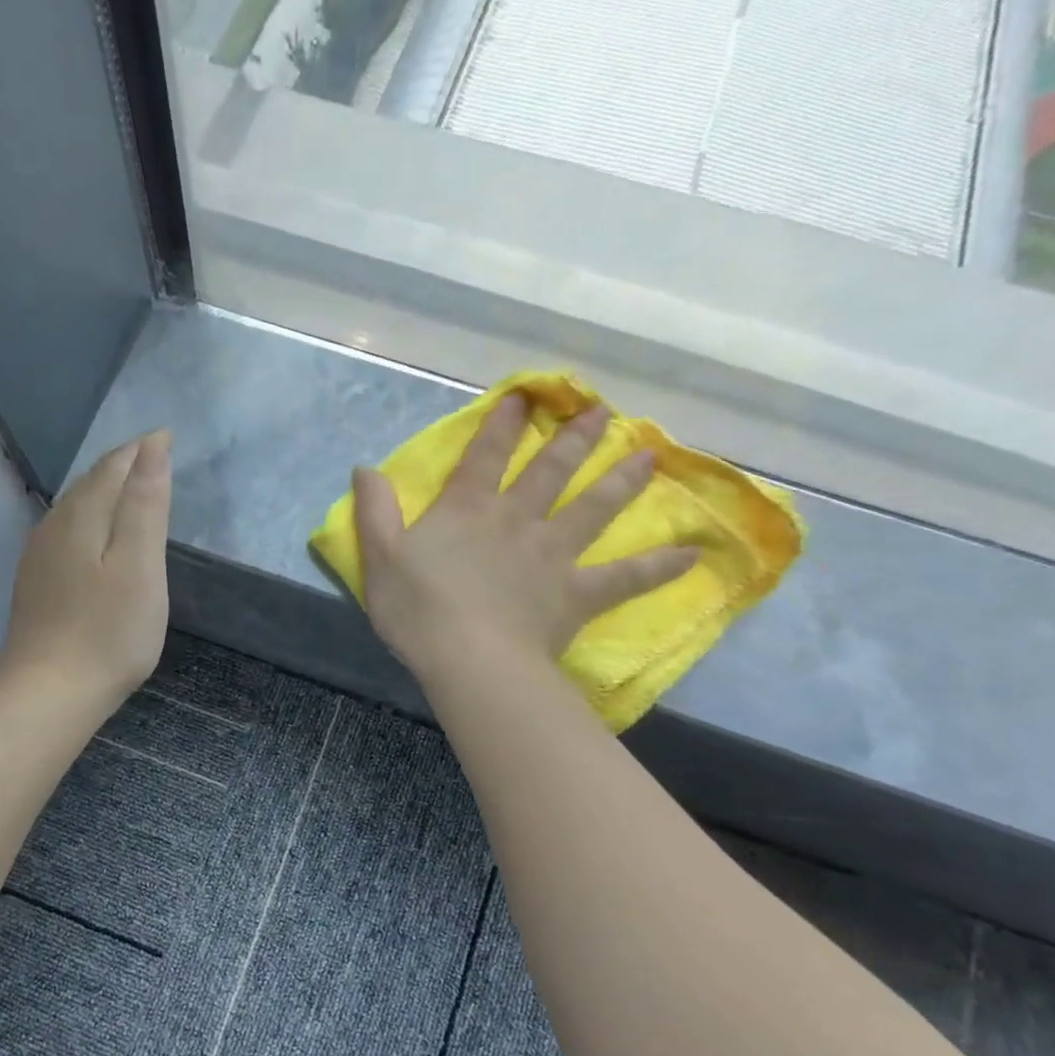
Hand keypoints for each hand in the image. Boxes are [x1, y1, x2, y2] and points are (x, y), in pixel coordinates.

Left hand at [0, 430, 171, 711]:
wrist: (50, 692)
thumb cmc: (109, 631)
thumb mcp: (140, 565)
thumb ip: (146, 504)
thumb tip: (152, 446)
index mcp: (82, 516)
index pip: (114, 466)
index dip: (141, 450)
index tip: (166, 437)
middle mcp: (54, 526)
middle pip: (90, 483)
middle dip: (122, 465)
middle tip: (151, 457)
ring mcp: (39, 557)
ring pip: (74, 507)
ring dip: (103, 491)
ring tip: (128, 488)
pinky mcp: (36, 584)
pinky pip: (65, 533)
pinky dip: (89, 520)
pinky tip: (94, 536)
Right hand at [352, 393, 694, 686]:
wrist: (469, 659)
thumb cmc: (418, 609)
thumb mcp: (380, 557)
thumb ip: (374, 511)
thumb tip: (365, 469)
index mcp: (468, 509)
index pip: (485, 454)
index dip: (501, 423)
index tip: (523, 396)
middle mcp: (516, 520)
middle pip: (550, 470)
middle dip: (573, 437)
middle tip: (601, 410)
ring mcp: (552, 554)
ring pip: (593, 508)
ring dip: (621, 480)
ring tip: (650, 454)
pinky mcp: (575, 593)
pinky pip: (623, 578)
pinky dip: (656, 567)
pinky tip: (689, 556)